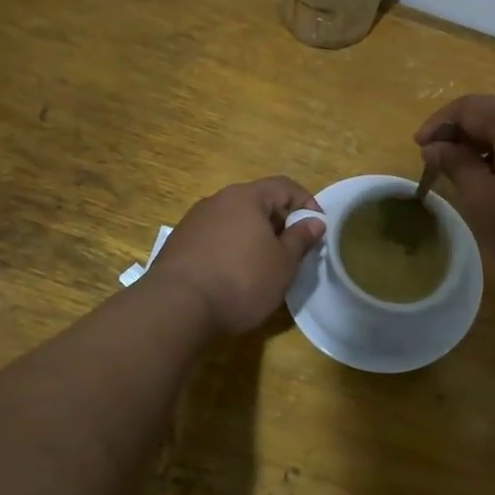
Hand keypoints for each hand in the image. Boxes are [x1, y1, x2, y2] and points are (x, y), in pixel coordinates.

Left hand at [148, 177, 325, 334]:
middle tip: (292, 250)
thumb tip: (314, 221)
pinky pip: (215, 237)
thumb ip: (300, 239)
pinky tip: (233, 275)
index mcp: (246, 197)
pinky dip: (230, 248)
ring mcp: (194, 221)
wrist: (177, 308)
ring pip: (234, 220)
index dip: (306, 202)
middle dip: (279, 222)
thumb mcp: (283, 264)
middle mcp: (218, 200)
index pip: (284, 186)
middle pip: (257, 202)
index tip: (317, 227)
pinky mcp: (178, 243)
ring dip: (253, 236)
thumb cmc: (241, 280)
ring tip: (263, 265)